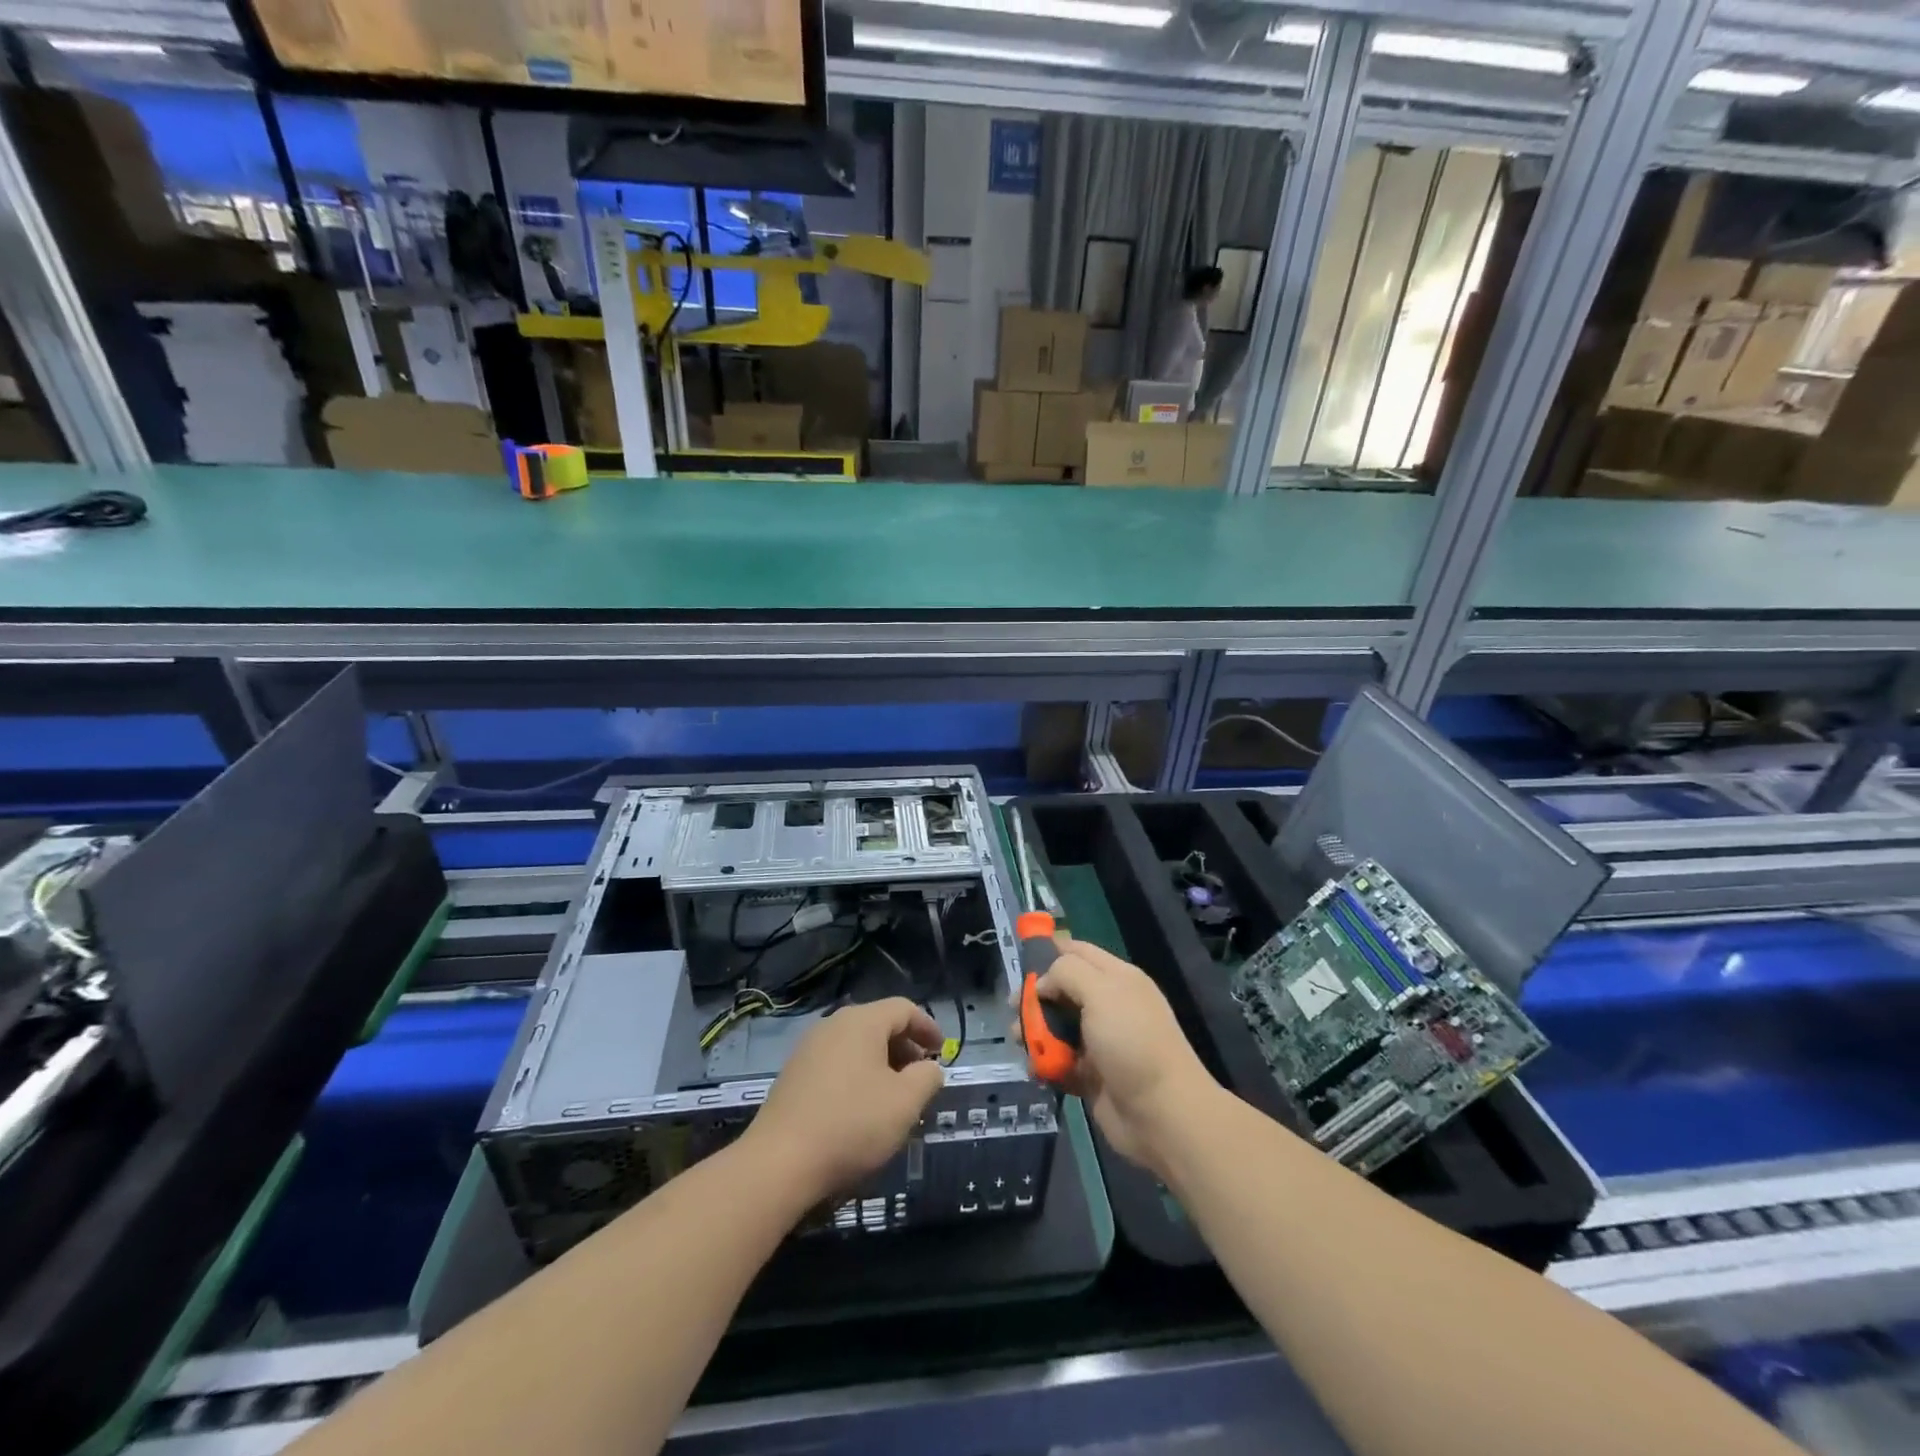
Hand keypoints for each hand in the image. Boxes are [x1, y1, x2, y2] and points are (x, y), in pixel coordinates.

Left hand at [741, 997, 945, 1205]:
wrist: (779, 1162)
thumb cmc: (852, 1125)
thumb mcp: (905, 1103)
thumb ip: (927, 1078)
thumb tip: (929, 1068)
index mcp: (862, 1021)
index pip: (904, 1009)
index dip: (928, 1027)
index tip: (942, 1052)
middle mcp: (833, 1024)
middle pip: (878, 1024)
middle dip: (905, 1048)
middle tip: (920, 1078)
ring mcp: (808, 1048)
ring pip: (856, 1045)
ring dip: (881, 1064)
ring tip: (893, 1097)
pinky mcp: (793, 1074)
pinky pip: (836, 1062)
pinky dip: (857, 1075)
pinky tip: (861, 1108)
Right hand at [1037, 938, 1219, 1174]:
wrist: (1162, 1115)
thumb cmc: (1132, 1043)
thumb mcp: (1102, 992)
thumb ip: (1067, 973)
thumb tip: (1042, 983)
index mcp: (1117, 978)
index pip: (1078, 952)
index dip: (1049, 951)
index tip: (1020, 962)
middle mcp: (1108, 1005)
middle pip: (1062, 990)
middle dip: (1035, 997)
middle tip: (1012, 1009)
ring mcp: (1100, 1041)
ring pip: (1057, 1026)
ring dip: (1035, 1032)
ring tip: (1020, 1042)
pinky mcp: (1091, 1074)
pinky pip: (1059, 1060)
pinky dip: (1044, 1063)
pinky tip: (1035, 1069)